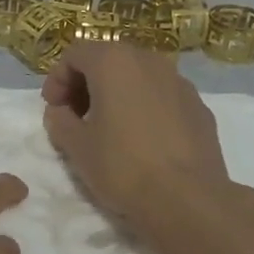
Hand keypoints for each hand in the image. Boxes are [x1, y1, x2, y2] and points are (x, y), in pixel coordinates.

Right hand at [41, 42, 230, 224]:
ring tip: (109, 129)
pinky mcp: (199, 107)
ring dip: (117, 94)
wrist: (187, 199)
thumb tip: (60, 112)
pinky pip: (162, 97)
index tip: (53, 109)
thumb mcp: (76, 146)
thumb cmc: (122, 166)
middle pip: (108, 60)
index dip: (57, 79)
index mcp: (114, 62)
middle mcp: (149, 61)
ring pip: (138, 77)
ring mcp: (180, 82)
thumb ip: (59, 120)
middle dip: (86, 84)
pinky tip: (142, 140)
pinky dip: (145, 107)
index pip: (75, 54)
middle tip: (76, 117)